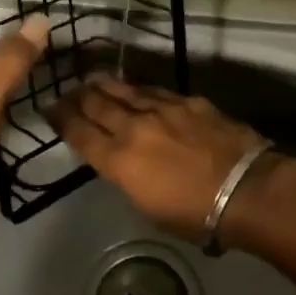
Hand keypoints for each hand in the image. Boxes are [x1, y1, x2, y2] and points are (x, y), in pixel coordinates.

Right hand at [48, 76, 267, 239]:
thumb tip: (122, 162)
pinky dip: (138, 90)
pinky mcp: (188, 101)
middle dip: (77, 97)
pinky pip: (154, 91)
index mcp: (118, 161)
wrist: (245, 188)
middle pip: (96, 104)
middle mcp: (133, 128)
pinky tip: (135, 89)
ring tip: (92, 80)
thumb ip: (128, 178)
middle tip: (66, 92)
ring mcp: (162, 109)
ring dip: (104, 85)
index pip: (79, 133)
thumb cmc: (195, 214)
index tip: (50, 110)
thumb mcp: (148, 207)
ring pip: (123, 90)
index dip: (61, 119)